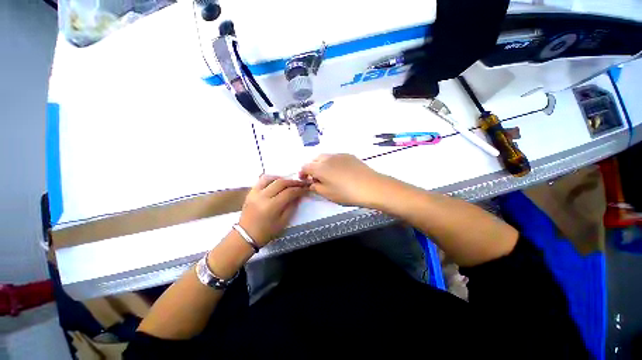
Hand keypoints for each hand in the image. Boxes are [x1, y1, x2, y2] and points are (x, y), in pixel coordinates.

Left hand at [238, 175, 307, 246]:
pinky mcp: (250, 192)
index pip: (289, 192)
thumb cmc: (266, 232)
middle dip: (293, 182)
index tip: (306, 189)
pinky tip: (276, 182)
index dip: (299, 190)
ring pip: (270, 178)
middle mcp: (263, 196)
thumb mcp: (283, 222)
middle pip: (281, 183)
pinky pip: (261, 181)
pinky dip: (270, 179)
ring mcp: (255, 193)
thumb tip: (298, 196)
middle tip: (300, 183)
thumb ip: (292, 207)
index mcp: (272, 206)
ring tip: (288, 182)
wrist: (246, 236)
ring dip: (281, 178)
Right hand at [299, 154, 387, 207]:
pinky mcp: (349, 155)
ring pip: (325, 157)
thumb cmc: (346, 193)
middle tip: (316, 178)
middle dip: (312, 168)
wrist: (371, 186)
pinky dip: (332, 162)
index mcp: (320, 168)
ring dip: (322, 164)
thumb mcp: (327, 194)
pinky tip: (340, 171)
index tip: (305, 180)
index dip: (302, 173)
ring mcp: (339, 155)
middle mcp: (328, 158)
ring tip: (328, 175)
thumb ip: (316, 187)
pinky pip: (336, 157)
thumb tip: (312, 183)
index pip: (305, 167)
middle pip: (314, 160)